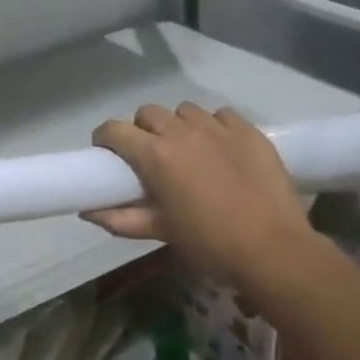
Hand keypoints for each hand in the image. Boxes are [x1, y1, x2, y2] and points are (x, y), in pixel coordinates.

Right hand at [86, 103, 323, 297]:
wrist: (273, 249)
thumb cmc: (208, 243)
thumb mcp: (159, 232)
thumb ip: (118, 218)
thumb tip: (87, 211)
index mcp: (155, 155)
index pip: (114, 129)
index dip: (105, 138)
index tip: (107, 153)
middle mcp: (182, 132)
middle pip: (148, 113)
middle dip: (141, 129)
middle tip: (149, 155)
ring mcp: (218, 127)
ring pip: (184, 111)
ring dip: (177, 126)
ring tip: (187, 150)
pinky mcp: (248, 130)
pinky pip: (221, 115)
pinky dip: (213, 126)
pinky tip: (219, 148)